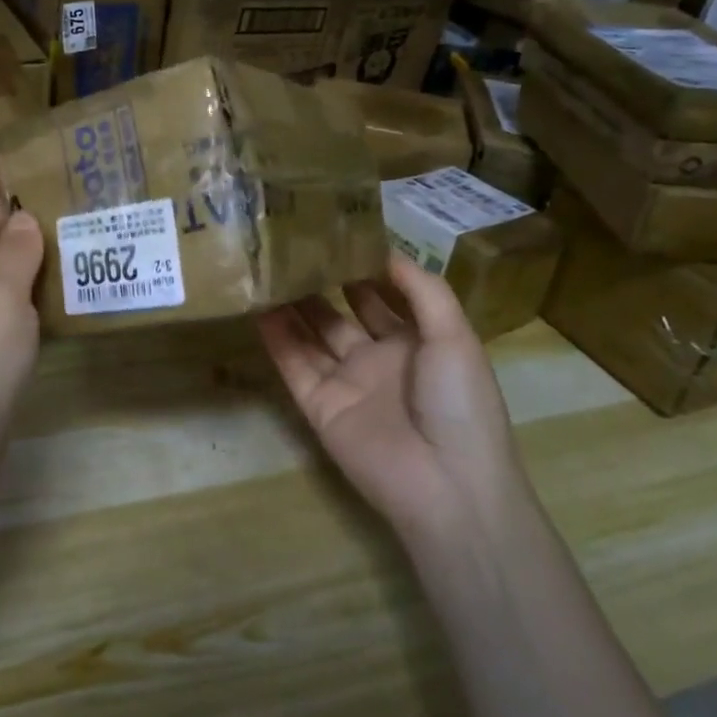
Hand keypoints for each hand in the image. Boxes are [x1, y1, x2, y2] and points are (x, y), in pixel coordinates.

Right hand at [258, 254, 521, 546]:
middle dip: (319, 282)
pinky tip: (258, 306)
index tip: (332, 231)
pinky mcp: (319, 407)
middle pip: (340, 313)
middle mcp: (377, 358)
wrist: (448, 486)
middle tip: (290, 244)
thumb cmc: (459, 402)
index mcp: (416, 341)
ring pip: (311, 335)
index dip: (359, 266)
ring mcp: (346, 383)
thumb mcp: (455, 335)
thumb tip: (384, 250)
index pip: (381, 295)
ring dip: (292, 305)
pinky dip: (276, 338)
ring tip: (267, 266)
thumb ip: (422, 290)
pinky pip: (294, 365)